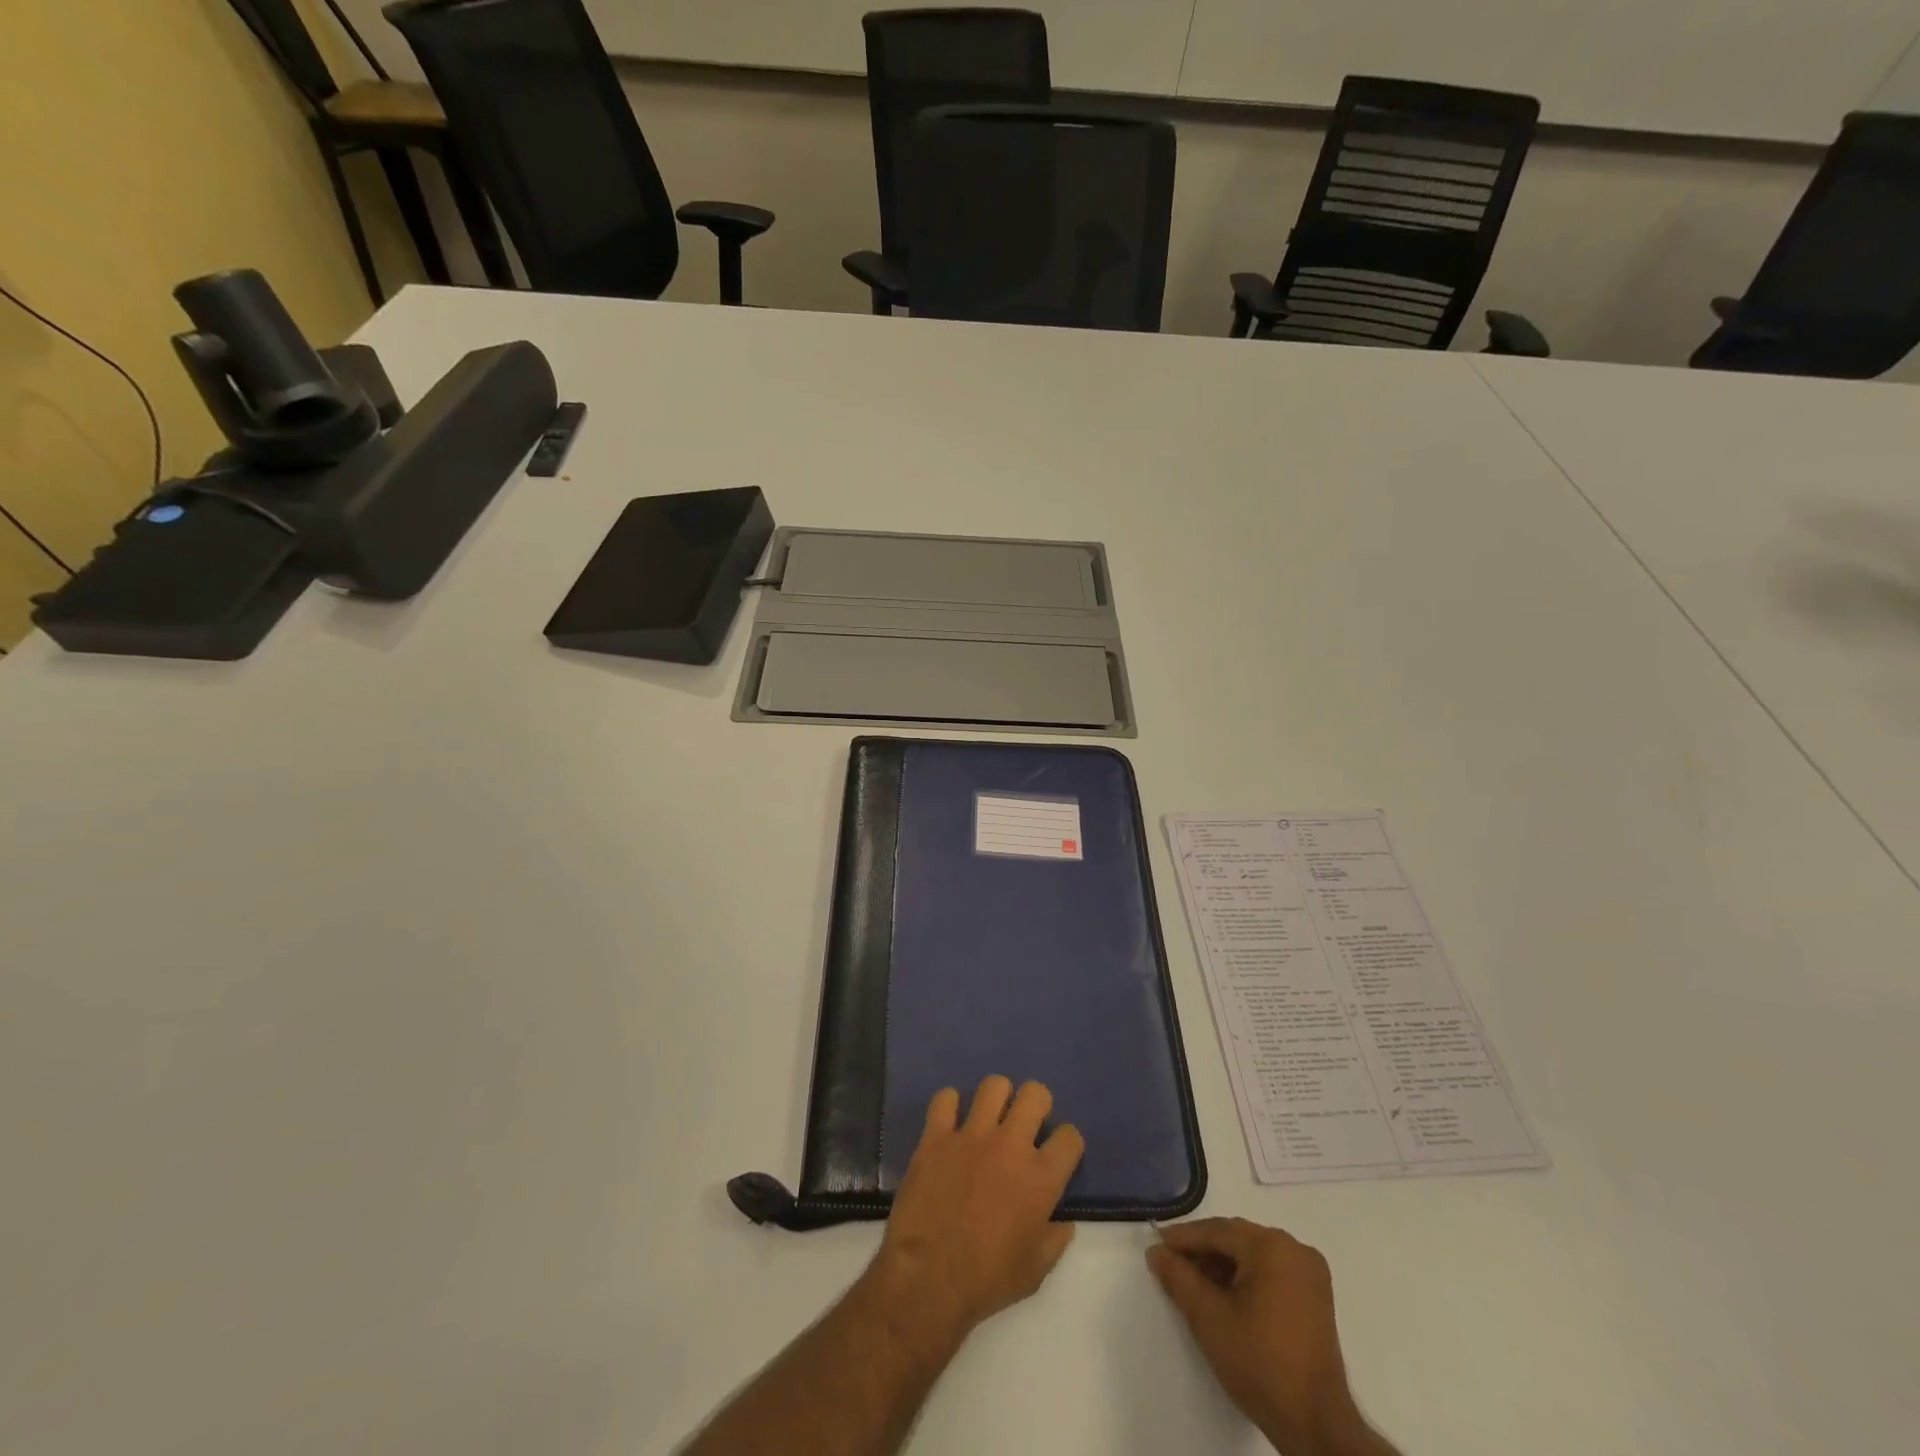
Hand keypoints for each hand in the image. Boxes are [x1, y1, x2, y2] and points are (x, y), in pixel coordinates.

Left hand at [869, 1076, 1085, 1343]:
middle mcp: (1011, 1145)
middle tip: (1026, 1124)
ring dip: (996, 1098)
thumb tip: (1063, 1221)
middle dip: (1037, 1103)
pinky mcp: (937, 1135)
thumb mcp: (1035, 1272)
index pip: (1070, 1136)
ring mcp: (972, 1135)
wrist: (928, 1278)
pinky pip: (945, 1098)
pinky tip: (950, 1123)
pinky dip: (949, 1106)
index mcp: (1041, 1178)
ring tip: (990, 1117)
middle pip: (1035, 1094)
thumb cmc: (987, 1280)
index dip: (1067, 1143)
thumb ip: (1056, 1239)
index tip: (1058, 1153)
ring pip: (994, 1085)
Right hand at [1148, 1219, 1395, 1455]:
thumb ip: (1178, 1277)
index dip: (1183, 1238)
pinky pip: (1270, 1271)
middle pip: (1237, 1240)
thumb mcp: (1208, 1318)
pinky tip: (1224, 1296)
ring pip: (1253, 1255)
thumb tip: (1156, 1252)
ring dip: (1223, 1266)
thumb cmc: (1260, 1364)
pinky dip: (1245, 1278)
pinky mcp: (1315, 1297)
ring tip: (1194, 1283)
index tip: (1156, 1246)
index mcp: (1272, 1246)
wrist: (1316, 1426)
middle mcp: (1295, 1249)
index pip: (1217, 1231)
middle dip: (1203, 1252)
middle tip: (1171, 1264)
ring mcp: (1310, 1273)